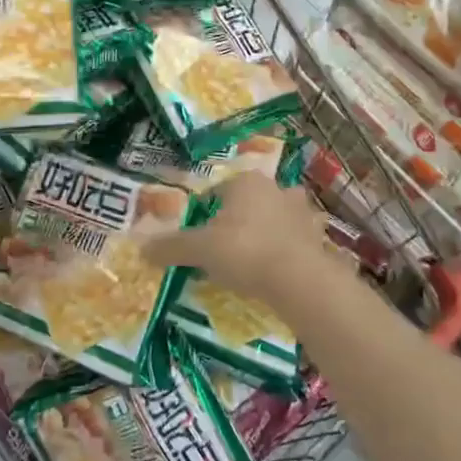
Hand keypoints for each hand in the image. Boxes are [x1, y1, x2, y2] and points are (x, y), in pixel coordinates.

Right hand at [143, 174, 339, 311]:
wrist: (299, 279)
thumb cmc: (244, 251)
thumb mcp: (200, 250)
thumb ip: (172, 247)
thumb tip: (142, 248)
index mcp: (246, 182)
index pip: (217, 192)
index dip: (204, 213)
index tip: (198, 238)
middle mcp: (276, 188)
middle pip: (249, 202)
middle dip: (239, 220)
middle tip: (225, 249)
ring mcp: (302, 211)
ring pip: (277, 217)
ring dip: (267, 232)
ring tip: (253, 259)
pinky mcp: (318, 236)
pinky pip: (296, 240)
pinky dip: (287, 250)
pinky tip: (277, 270)